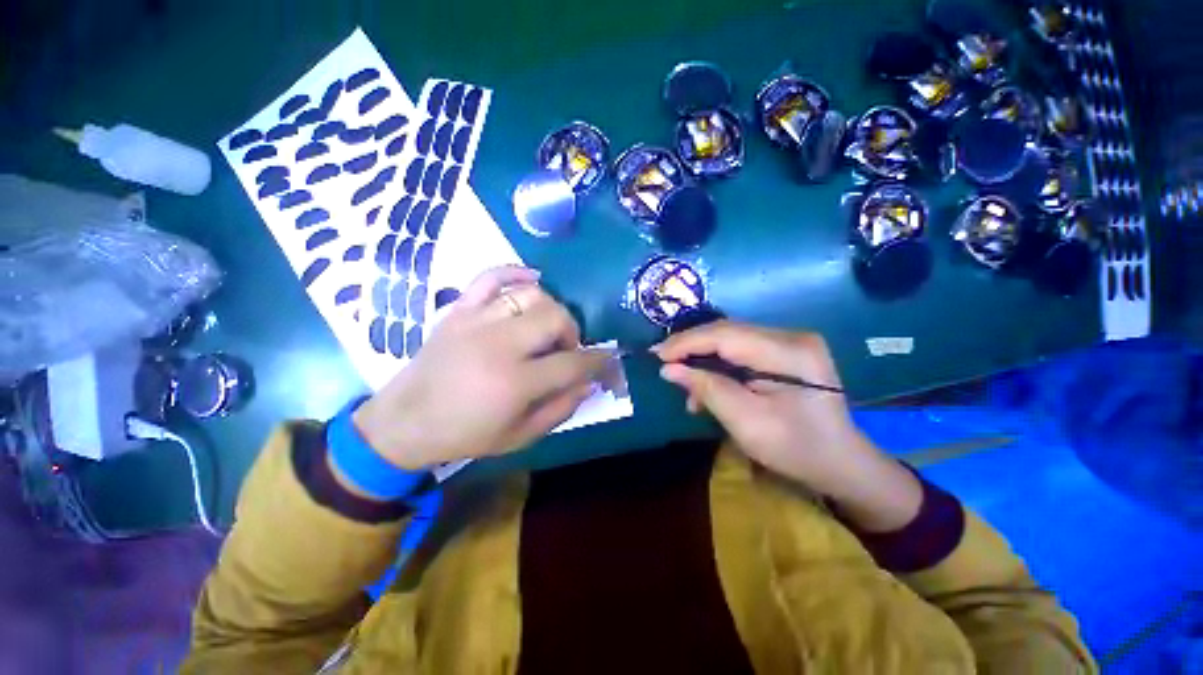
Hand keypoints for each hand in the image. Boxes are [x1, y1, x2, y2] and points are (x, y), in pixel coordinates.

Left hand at [353, 266, 612, 469]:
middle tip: (566, 349)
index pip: (572, 362)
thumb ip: (560, 409)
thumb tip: (589, 382)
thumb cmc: (465, 434)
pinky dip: (514, 272)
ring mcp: (476, 321)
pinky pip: (491, 276)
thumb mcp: (520, 436)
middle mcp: (499, 344)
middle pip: (555, 317)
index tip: (606, 359)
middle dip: (572, 332)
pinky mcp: (459, 309)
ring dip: (551, 309)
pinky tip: (531, 280)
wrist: (404, 422)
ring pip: (532, 294)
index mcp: (515, 382)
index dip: (597, 360)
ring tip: (546, 328)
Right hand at [655, 321, 920, 531]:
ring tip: (684, 383)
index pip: (725, 335)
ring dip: (703, 357)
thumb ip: (707, 389)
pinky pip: (741, 350)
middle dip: (691, 347)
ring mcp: (790, 342)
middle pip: (727, 332)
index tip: (656, 354)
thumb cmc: (797, 449)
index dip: (686, 342)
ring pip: (730, 340)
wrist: (841, 463)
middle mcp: (791, 336)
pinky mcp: (784, 352)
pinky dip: (718, 364)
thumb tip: (668, 369)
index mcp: (788, 352)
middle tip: (663, 362)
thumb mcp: (746, 423)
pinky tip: (707, 385)